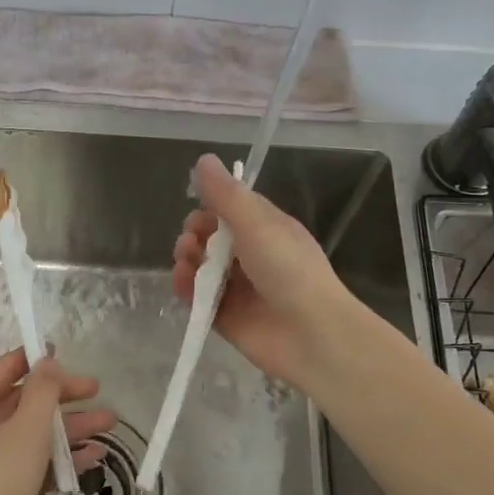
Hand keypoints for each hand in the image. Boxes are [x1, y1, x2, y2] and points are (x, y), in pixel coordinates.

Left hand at [0, 349, 114, 494]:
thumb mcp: (27, 430)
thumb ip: (43, 391)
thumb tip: (47, 360)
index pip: (7, 368)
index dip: (39, 360)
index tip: (71, 357)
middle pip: (22, 401)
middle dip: (63, 398)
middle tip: (99, 394)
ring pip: (28, 433)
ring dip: (67, 430)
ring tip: (109, 427)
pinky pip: (25, 462)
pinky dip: (54, 459)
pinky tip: (90, 460)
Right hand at [171, 154, 360, 390]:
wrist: (311, 334)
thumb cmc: (289, 270)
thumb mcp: (257, 224)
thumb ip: (226, 195)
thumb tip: (203, 160)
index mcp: (267, 229)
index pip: (232, 209)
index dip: (211, 206)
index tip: (198, 207)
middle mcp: (252, 256)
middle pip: (212, 238)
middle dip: (195, 233)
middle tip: (192, 240)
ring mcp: (239, 288)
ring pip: (202, 267)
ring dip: (187, 258)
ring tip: (185, 261)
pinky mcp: (225, 317)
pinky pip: (198, 298)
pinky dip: (185, 288)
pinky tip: (181, 281)